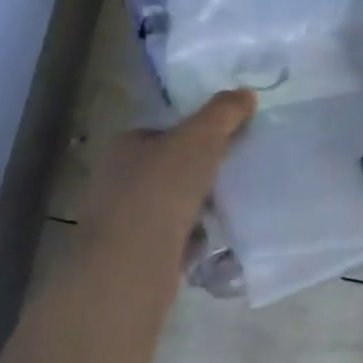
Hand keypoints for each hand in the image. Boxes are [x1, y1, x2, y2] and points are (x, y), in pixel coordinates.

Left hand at [72, 90, 255, 272]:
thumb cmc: (162, 192)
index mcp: (125, 146)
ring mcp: (121, 220)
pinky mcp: (132, 255)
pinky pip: (171, 238)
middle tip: (232, 172)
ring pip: (171, 203)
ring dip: (198, 206)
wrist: (131, 269)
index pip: (164, 130)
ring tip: (225, 207)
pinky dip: (190, 238)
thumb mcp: (200, 139)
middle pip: (170, 167)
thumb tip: (246, 94)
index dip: (196, 132)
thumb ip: (224, 112)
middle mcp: (116, 180)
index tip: (228, 140)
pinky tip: (208, 240)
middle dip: (200, 171)